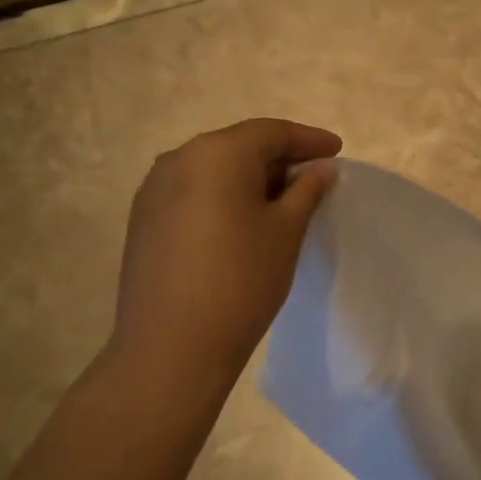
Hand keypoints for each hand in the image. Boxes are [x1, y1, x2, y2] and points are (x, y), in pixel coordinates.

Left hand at [109, 118, 340, 379]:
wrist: (171, 347)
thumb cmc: (241, 280)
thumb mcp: (286, 230)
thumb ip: (306, 190)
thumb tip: (319, 169)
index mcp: (218, 153)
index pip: (271, 132)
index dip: (309, 140)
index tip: (337, 151)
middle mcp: (179, 159)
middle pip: (239, 146)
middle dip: (279, 157)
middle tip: (314, 176)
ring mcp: (154, 189)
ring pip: (214, 169)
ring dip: (250, 177)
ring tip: (282, 200)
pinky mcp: (143, 220)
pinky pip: (193, 191)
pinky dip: (224, 195)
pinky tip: (243, 220)